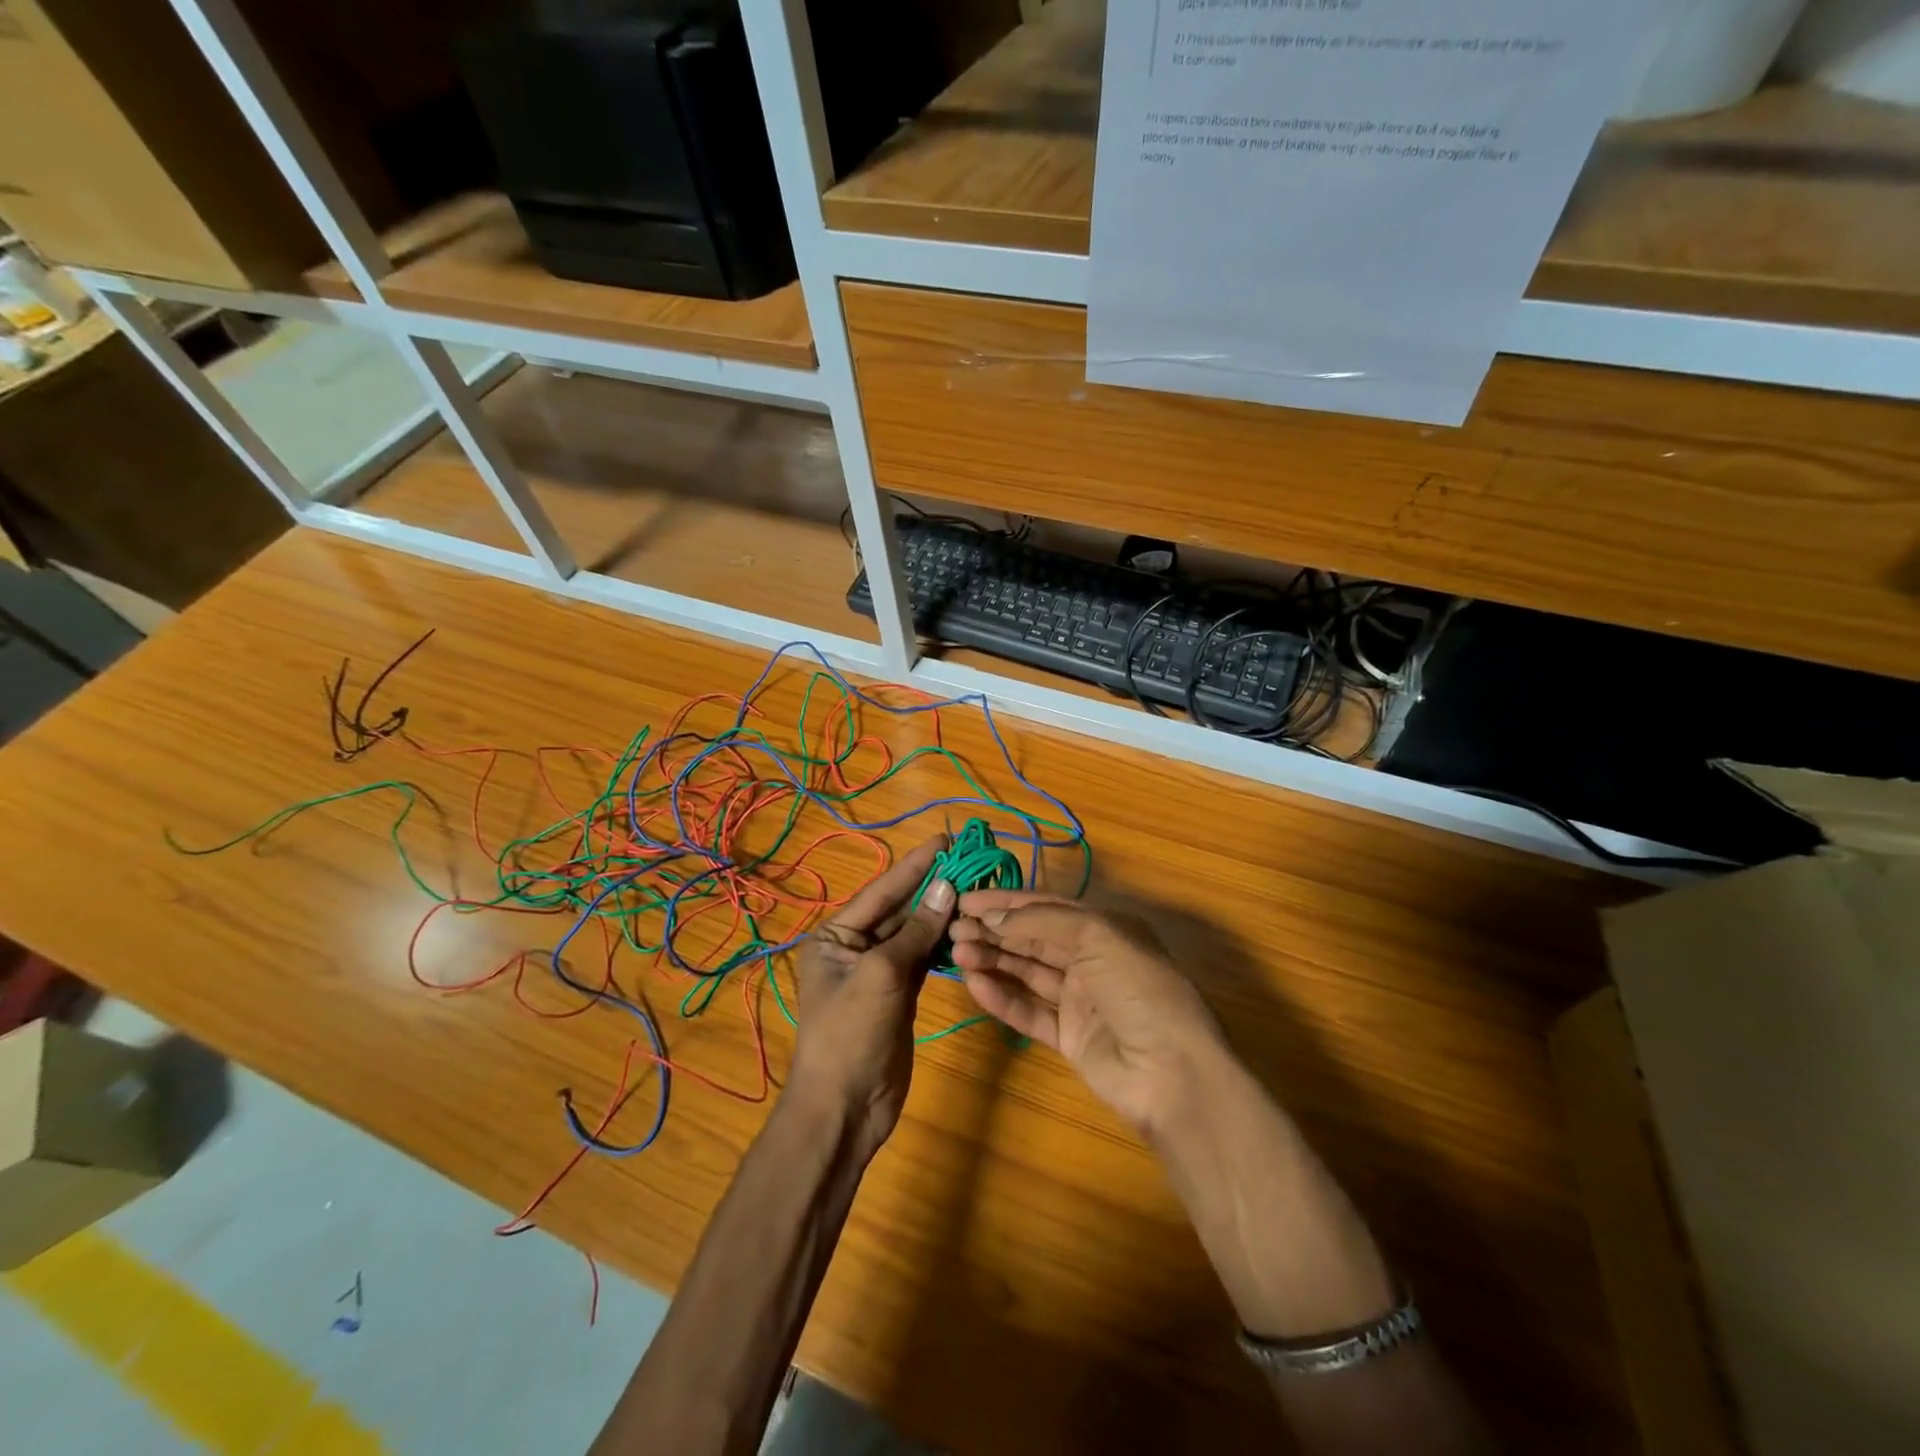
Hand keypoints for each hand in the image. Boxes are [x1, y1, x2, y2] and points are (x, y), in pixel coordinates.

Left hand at [787, 834, 955, 1162]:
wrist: (845, 1108)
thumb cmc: (850, 1035)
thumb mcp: (881, 976)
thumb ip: (915, 932)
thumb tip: (946, 888)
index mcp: (835, 936)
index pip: (881, 891)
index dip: (914, 865)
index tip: (946, 840)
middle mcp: (854, 947)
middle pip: (899, 909)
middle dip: (931, 887)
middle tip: (970, 861)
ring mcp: (879, 971)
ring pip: (914, 934)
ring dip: (941, 914)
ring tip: (976, 888)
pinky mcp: (899, 994)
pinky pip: (923, 958)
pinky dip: (942, 943)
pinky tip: (966, 926)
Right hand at [950, 892, 1227, 1136]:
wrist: (1171, 1073)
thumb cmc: (1138, 989)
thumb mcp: (1096, 937)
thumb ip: (1041, 923)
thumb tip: (992, 916)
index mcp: (1105, 927)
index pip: (1046, 907)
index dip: (1006, 902)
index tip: (965, 900)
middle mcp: (1091, 958)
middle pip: (1032, 939)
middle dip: (993, 930)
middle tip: (952, 929)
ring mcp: (1080, 999)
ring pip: (1027, 973)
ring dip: (993, 960)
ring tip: (956, 954)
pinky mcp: (1069, 1037)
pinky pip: (1029, 1011)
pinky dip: (1003, 998)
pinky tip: (976, 986)